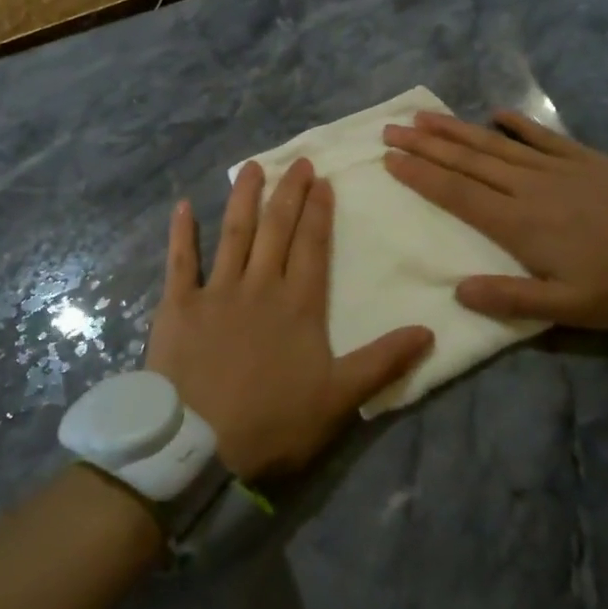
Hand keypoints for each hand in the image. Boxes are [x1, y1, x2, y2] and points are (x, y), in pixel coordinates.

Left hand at [144, 158, 433, 479]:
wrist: (200, 446)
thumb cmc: (273, 423)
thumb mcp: (339, 399)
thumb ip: (382, 361)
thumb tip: (429, 330)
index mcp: (298, 305)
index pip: (312, 246)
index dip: (318, 212)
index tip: (322, 181)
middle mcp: (259, 286)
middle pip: (276, 230)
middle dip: (288, 193)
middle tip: (296, 161)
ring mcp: (216, 292)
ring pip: (233, 233)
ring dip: (243, 198)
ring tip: (251, 167)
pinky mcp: (178, 306)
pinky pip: (180, 261)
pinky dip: (181, 232)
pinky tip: (182, 205)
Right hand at [381, 110, 607, 329]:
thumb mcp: (569, 309)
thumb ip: (511, 300)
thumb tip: (457, 291)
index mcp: (519, 224)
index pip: (457, 194)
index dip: (421, 176)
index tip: (390, 159)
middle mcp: (528, 188)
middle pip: (467, 162)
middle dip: (425, 145)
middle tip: (391, 129)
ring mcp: (556, 169)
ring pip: (495, 144)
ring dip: (456, 130)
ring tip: (424, 116)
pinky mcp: (584, 159)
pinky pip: (543, 137)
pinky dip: (518, 124)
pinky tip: (497, 113)